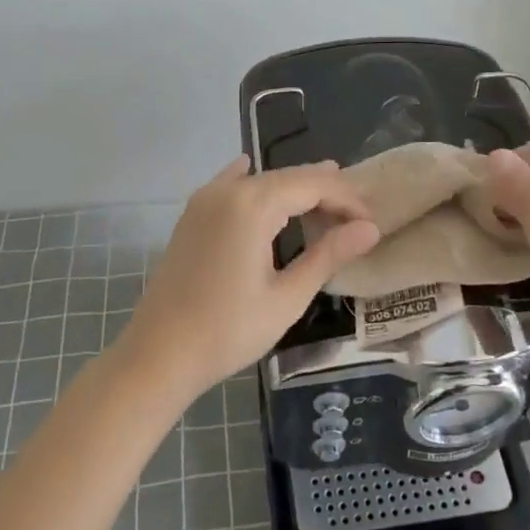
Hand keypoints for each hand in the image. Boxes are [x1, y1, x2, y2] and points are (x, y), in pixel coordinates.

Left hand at [118, 157, 380, 402]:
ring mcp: (205, 200)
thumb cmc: (227, 331)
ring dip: (294, 188)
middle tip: (357, 212)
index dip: (347, 199)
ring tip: (327, 196)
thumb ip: (328, 255)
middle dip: (325, 191)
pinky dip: (253, 183)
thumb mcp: (287, 297)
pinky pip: (230, 185)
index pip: (314, 185)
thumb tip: (370, 229)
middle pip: (289, 178)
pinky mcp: (192, 215)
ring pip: (261, 180)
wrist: (158, 355)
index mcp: (254, 205)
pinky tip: (255, 173)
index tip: (371, 222)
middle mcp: (228, 190)